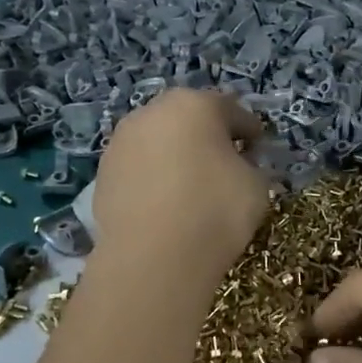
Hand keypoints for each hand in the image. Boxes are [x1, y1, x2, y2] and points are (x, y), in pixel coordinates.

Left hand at [89, 89, 269, 280]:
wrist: (152, 258)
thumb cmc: (215, 209)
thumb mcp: (257, 185)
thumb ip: (251, 166)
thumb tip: (239, 166)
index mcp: (194, 104)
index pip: (231, 110)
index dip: (249, 130)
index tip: (259, 148)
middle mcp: (151, 112)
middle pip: (188, 119)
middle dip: (207, 137)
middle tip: (226, 163)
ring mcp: (121, 142)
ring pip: (159, 142)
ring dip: (176, 156)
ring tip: (193, 187)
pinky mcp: (102, 175)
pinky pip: (139, 169)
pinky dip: (154, 179)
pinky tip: (167, 205)